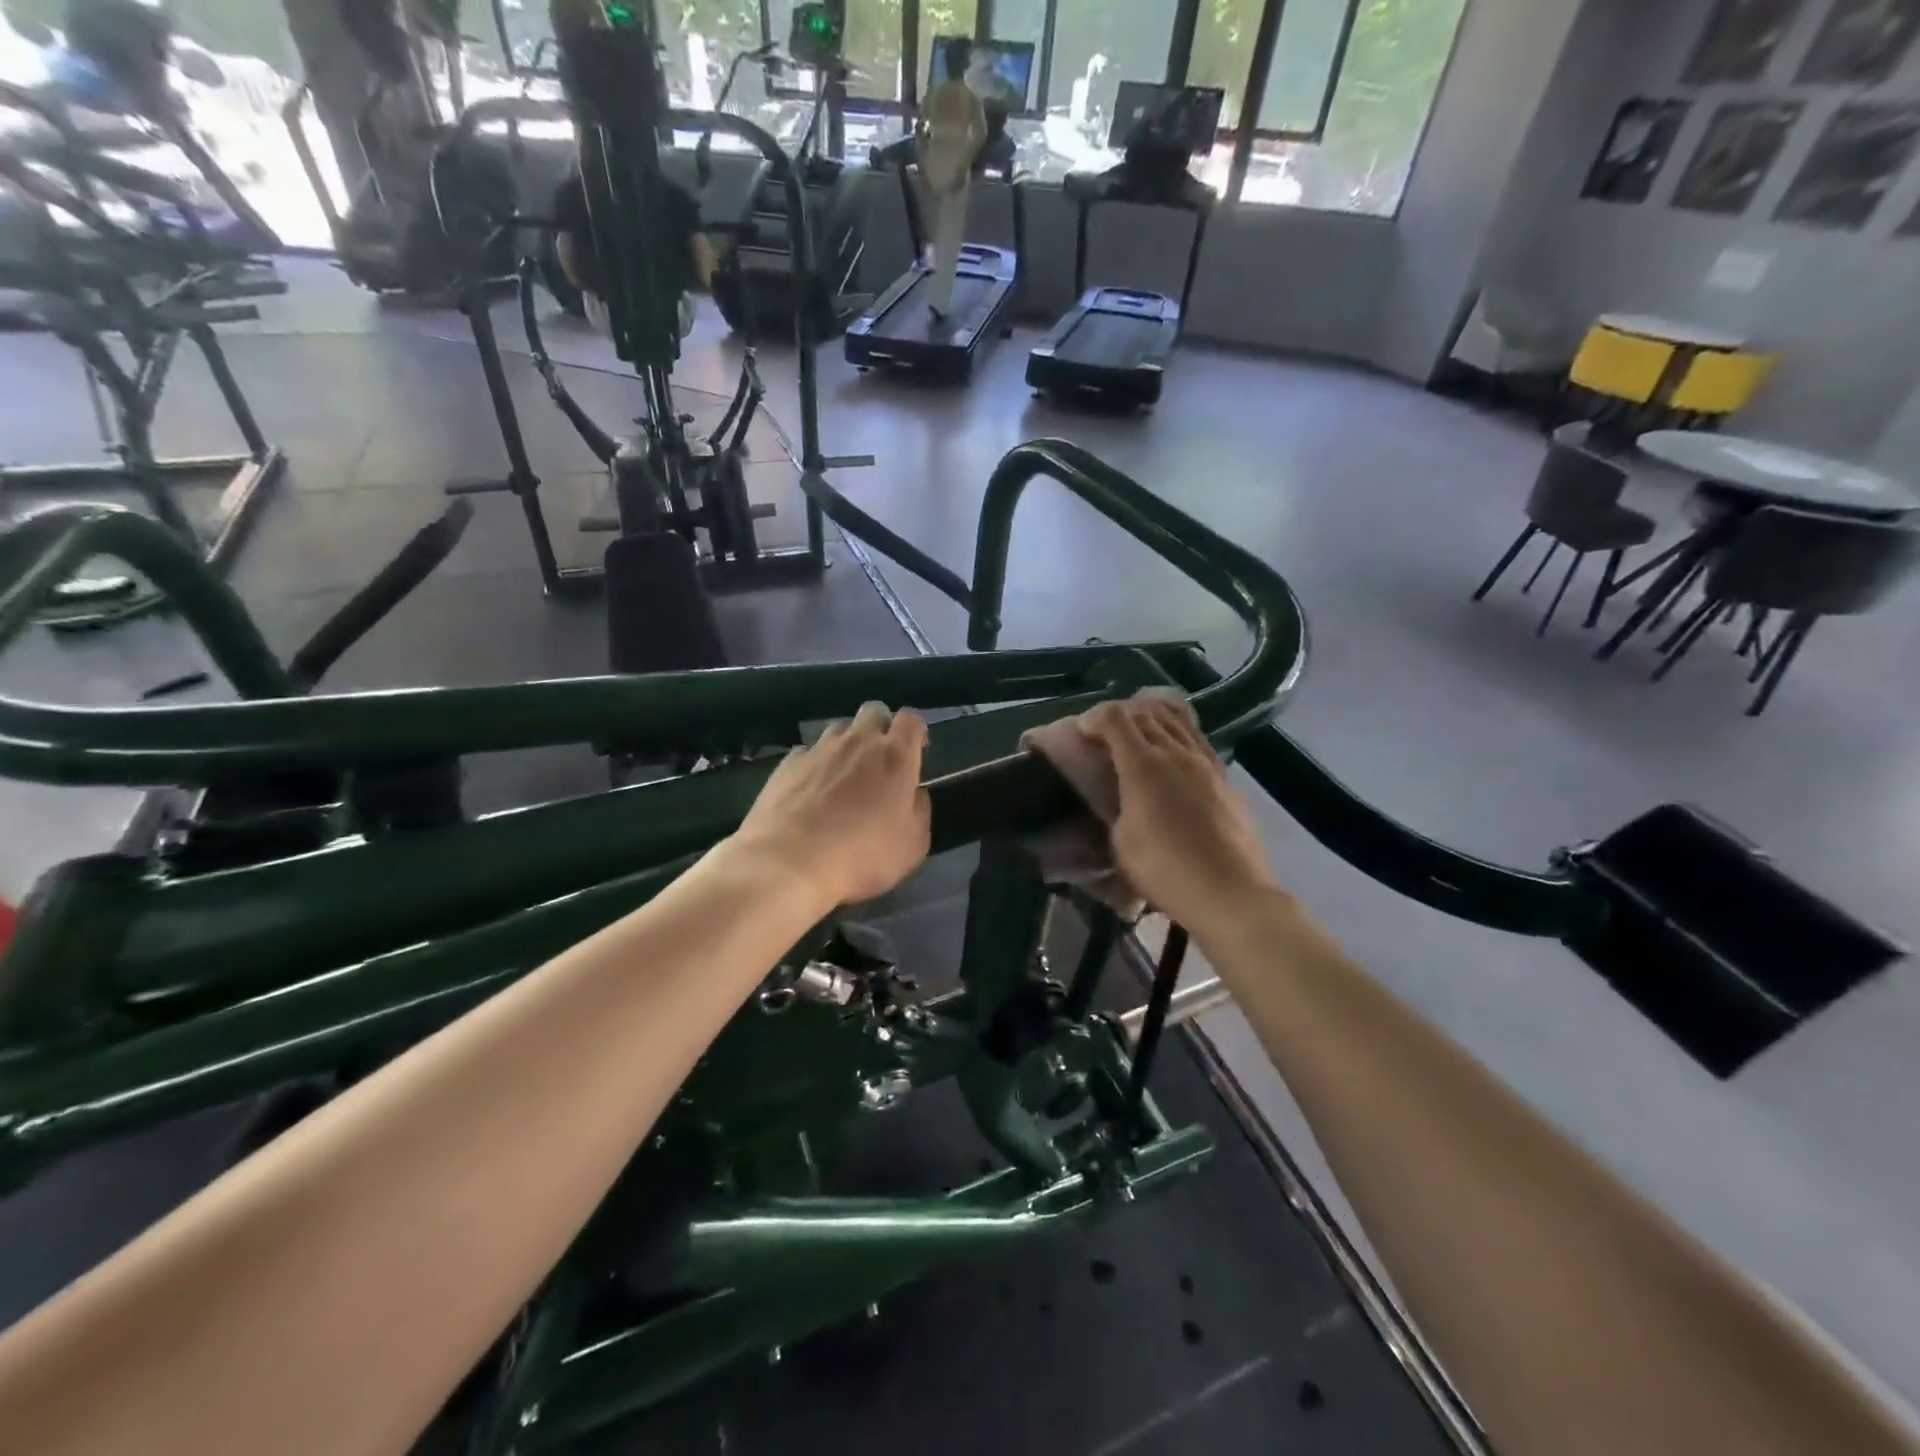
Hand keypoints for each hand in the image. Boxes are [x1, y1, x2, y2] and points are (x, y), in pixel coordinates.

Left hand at [732, 702, 930, 907]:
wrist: (788, 863)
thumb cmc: (861, 856)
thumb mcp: (912, 846)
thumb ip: (919, 811)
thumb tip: (914, 794)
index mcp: (894, 757)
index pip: (911, 720)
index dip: (915, 731)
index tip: (916, 750)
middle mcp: (858, 742)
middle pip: (874, 711)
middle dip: (881, 728)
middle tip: (880, 758)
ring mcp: (819, 749)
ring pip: (839, 728)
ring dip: (847, 744)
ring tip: (843, 774)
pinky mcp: (787, 763)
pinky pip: (808, 752)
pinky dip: (815, 763)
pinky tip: (811, 789)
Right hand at [1078, 698, 1276, 928]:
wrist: (1229, 893)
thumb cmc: (1165, 870)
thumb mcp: (1120, 841)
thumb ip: (1114, 808)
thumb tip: (1117, 797)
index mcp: (1143, 764)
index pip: (1114, 717)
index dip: (1093, 719)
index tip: (1082, 737)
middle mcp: (1175, 752)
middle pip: (1144, 713)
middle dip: (1118, 716)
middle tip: (1104, 737)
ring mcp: (1205, 762)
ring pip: (1176, 720)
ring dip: (1150, 720)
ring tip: (1138, 737)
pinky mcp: (1225, 777)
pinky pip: (1197, 739)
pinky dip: (1177, 735)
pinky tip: (1173, 756)